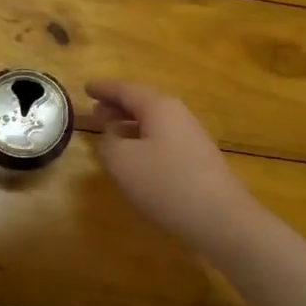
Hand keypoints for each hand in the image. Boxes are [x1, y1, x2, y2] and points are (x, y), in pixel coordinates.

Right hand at [85, 80, 261, 255]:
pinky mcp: (197, 160)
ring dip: (129, 124)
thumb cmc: (166, 183)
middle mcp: (177, 115)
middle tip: (94, 110)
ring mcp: (191, 137)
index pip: (125, 90)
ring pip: (153, 122)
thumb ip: (109, 143)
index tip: (85, 87)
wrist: (220, 218)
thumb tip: (112, 137)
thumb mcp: (122, 161)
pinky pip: (162, 139)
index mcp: (159, 107)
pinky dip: (142, 140)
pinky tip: (134, 157)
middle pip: (142, 103)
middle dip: (117, 106)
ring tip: (109, 131)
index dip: (103, 88)